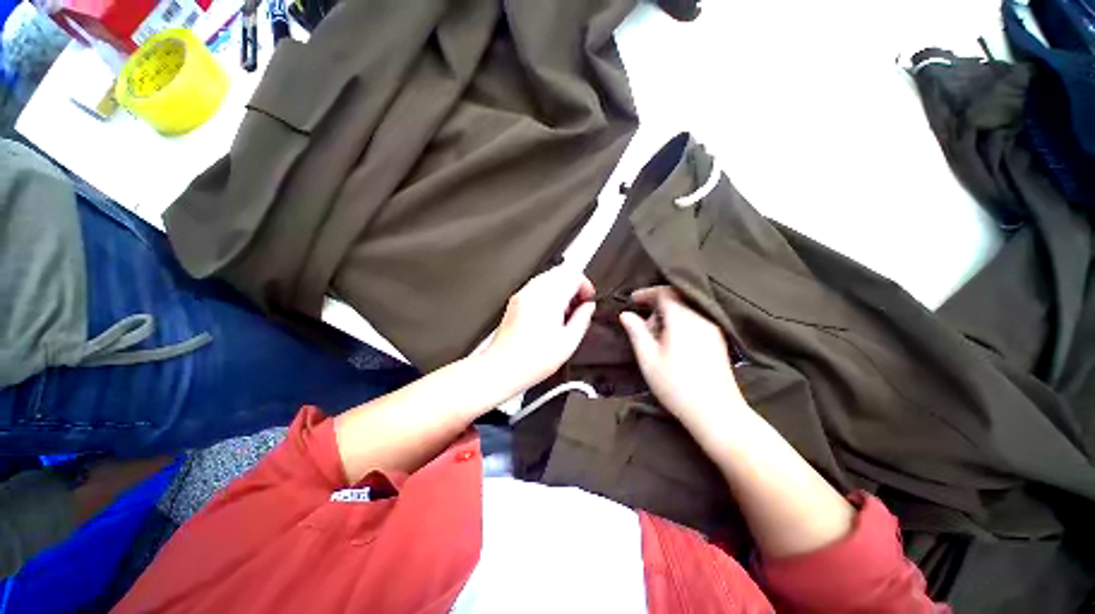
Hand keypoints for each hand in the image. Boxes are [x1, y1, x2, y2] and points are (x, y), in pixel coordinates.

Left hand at [478, 266, 595, 397]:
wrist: (502, 368)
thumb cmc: (530, 361)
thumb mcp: (568, 343)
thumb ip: (582, 320)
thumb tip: (589, 307)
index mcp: (548, 300)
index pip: (573, 276)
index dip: (586, 286)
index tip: (588, 299)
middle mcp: (533, 292)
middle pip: (561, 272)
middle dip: (574, 285)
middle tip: (579, 304)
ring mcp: (522, 295)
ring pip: (548, 277)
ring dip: (561, 288)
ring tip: (565, 311)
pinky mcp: (515, 301)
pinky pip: (537, 286)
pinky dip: (548, 293)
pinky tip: (550, 313)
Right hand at [619, 286, 747, 436]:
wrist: (716, 412)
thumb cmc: (676, 384)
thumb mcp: (648, 358)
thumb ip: (636, 331)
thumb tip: (626, 314)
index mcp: (683, 319)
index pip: (665, 292)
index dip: (647, 293)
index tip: (632, 300)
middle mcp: (701, 318)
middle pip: (677, 299)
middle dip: (656, 306)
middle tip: (642, 325)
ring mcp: (712, 329)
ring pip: (686, 310)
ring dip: (667, 316)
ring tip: (655, 337)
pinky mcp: (717, 341)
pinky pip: (695, 320)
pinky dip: (679, 323)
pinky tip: (671, 343)